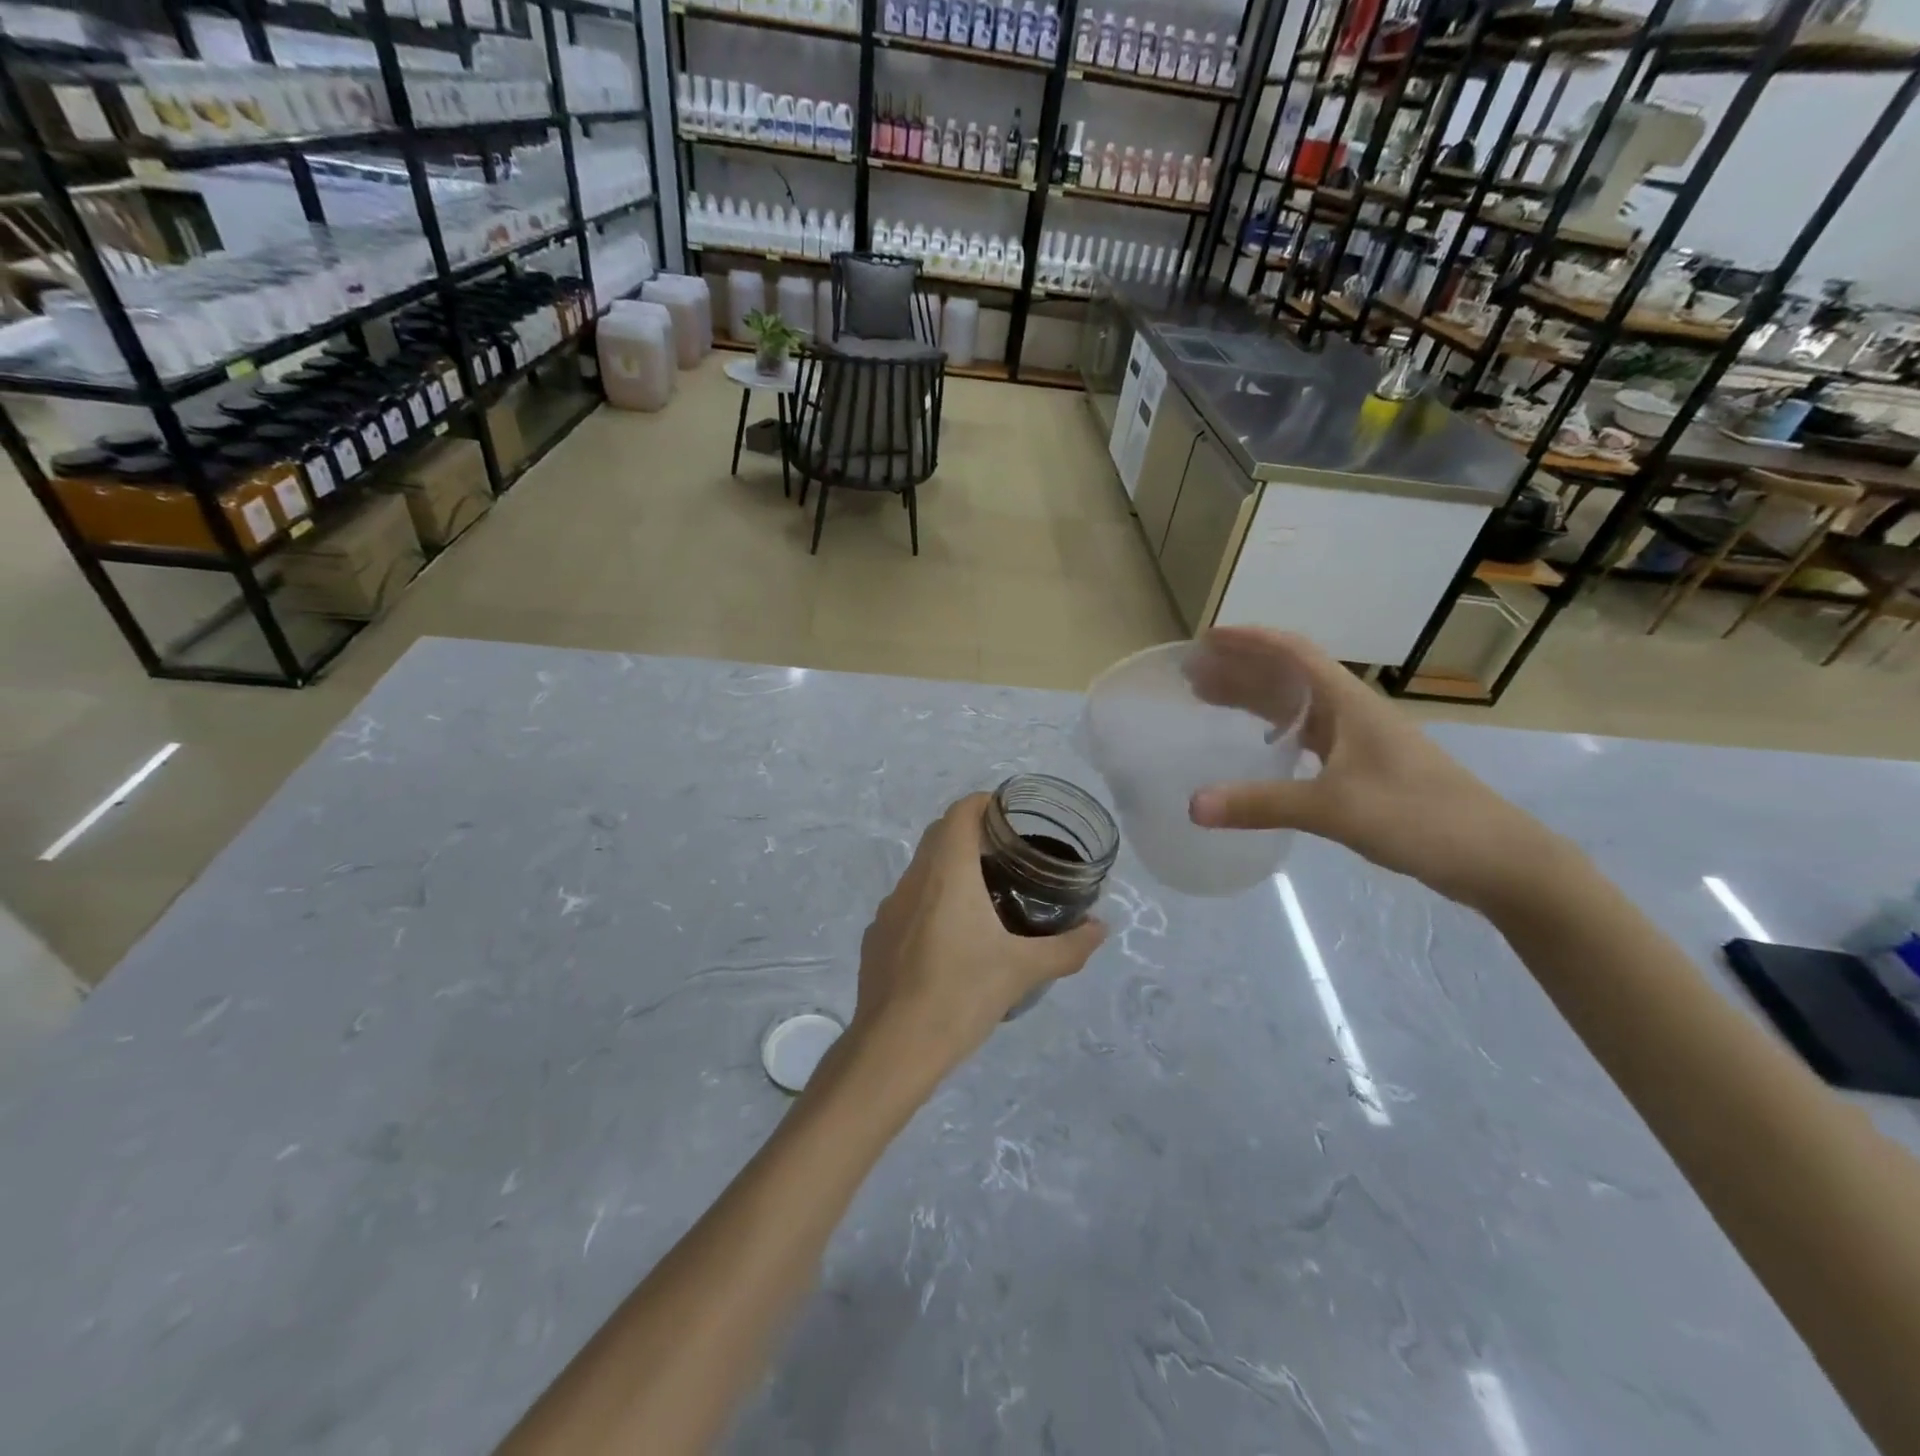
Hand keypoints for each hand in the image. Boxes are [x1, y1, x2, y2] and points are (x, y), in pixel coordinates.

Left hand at [847, 794, 1106, 1084]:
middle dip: (971, 833)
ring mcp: (888, 909)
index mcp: (946, 874)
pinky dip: (930, 903)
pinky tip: (950, 941)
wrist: (893, 1050)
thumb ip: (1067, 947)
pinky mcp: (876, 937)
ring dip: (950, 869)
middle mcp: (913, 881)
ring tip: (985, 896)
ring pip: (921, 870)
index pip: (960, 812)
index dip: (985, 803)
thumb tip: (1102, 929)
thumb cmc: (960, 997)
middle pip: (940, 834)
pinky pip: (907, 904)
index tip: (1012, 816)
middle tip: (1009, 854)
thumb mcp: (1023, 971)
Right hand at [1184, 628, 1570, 910]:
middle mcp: (1351, 713)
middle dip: (1240, 669)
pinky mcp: (1363, 770)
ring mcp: (1359, 741)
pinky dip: (1273, 731)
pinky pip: (1306, 736)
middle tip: (1191, 675)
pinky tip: (1256, 744)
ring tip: (1208, 700)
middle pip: (1288, 676)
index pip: (1293, 653)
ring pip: (1296, 706)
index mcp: (1348, 703)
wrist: (1496, 858)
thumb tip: (1192, 806)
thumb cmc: (1420, 817)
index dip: (1249, 640)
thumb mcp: (1334, 809)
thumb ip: (1262, 804)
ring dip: (1254, 698)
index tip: (1206, 639)